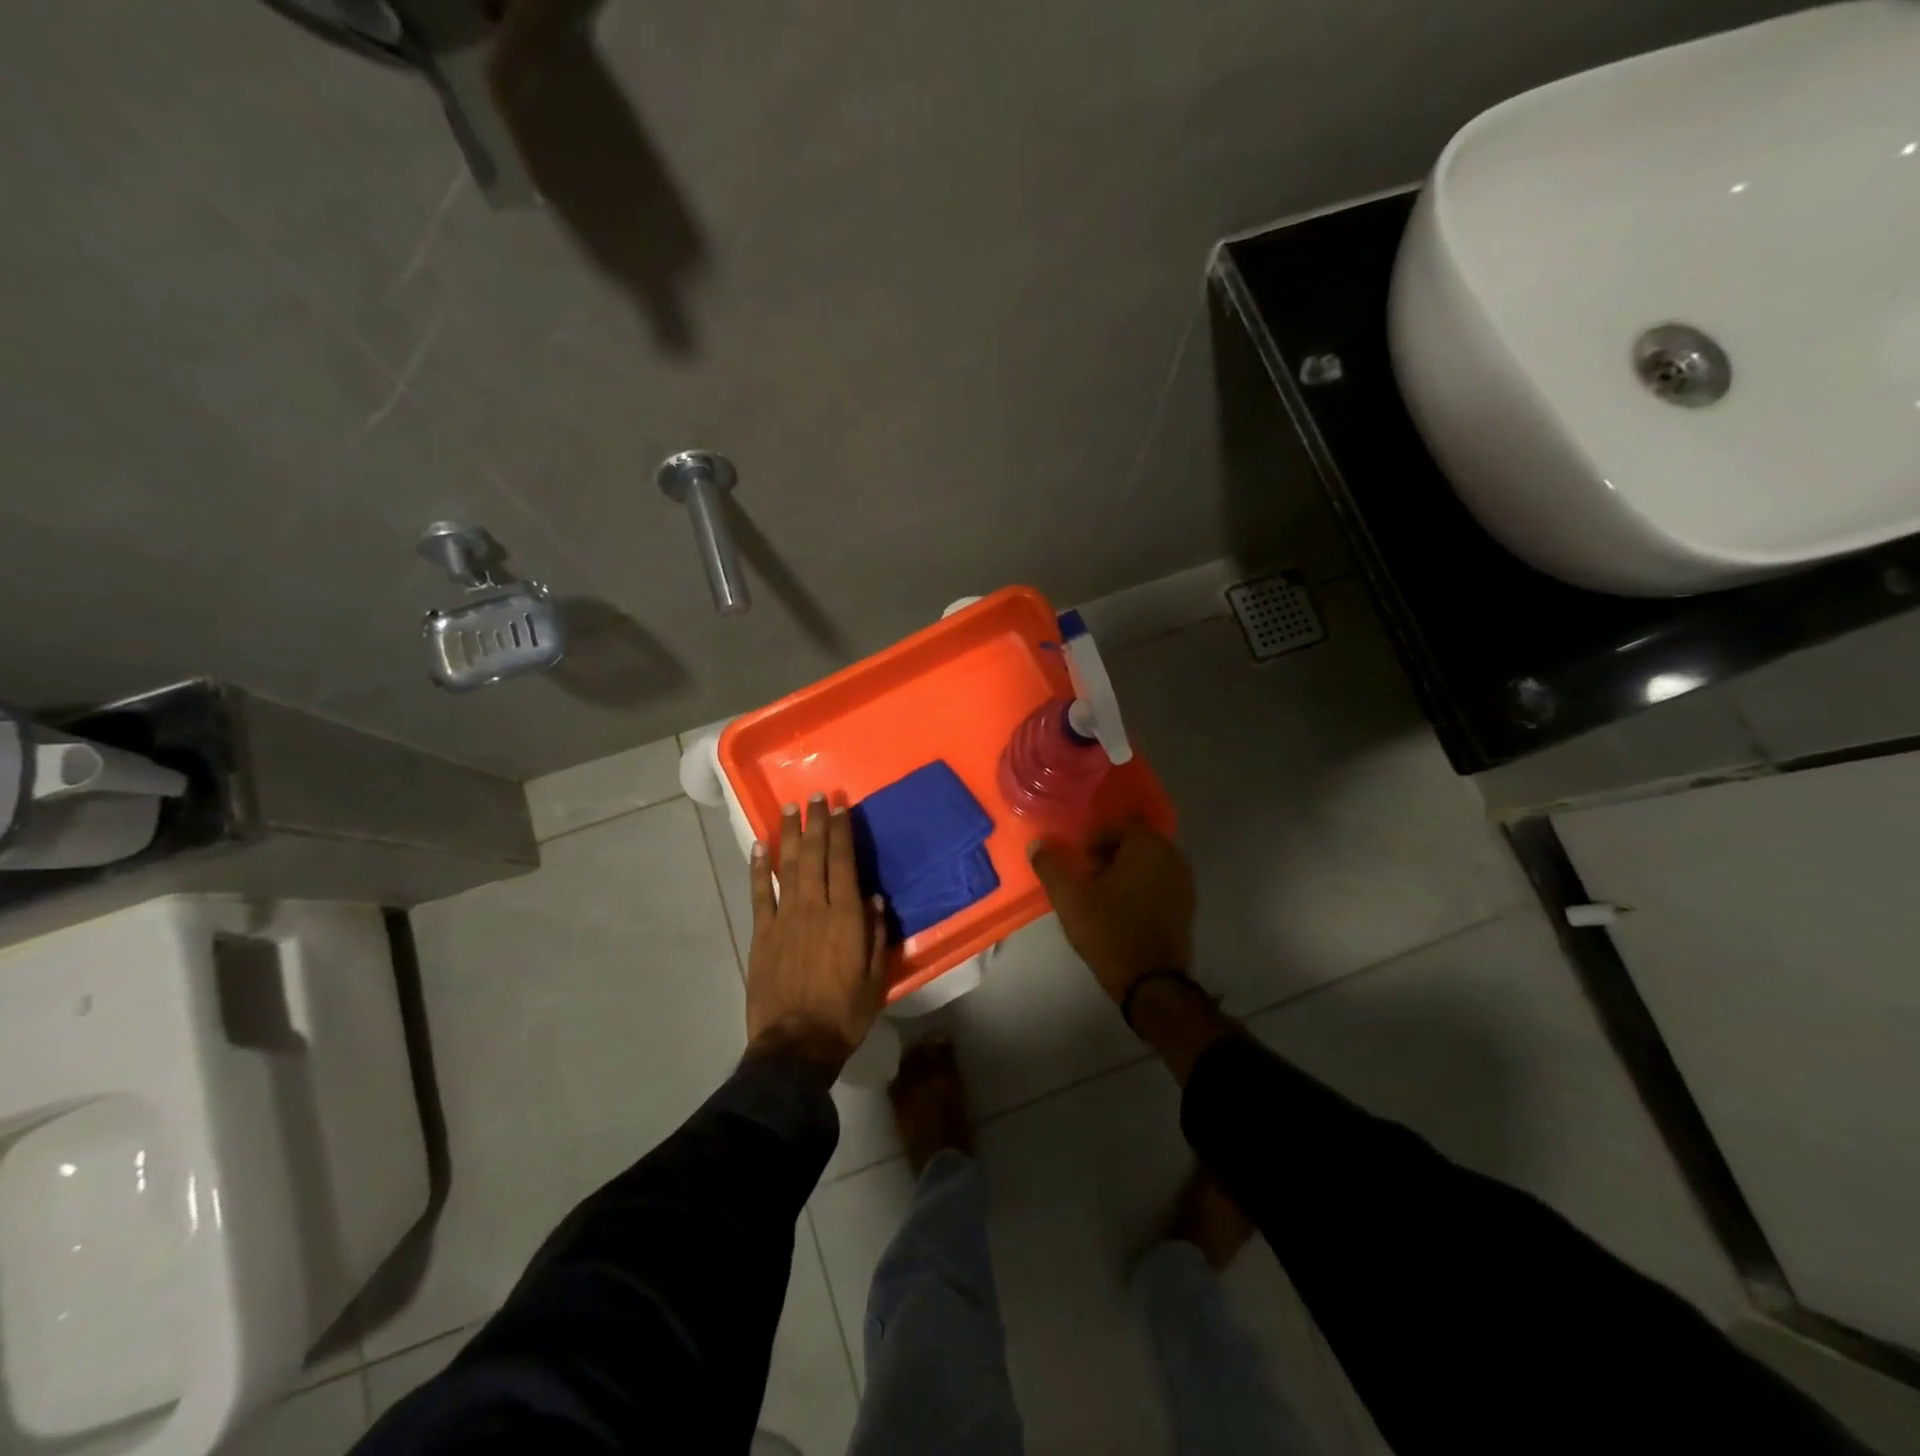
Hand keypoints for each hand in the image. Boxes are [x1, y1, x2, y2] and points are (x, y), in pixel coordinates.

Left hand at [746, 794, 887, 1070]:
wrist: (796, 1045)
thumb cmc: (844, 1013)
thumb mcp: (875, 977)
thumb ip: (875, 934)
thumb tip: (874, 898)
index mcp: (846, 916)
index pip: (844, 862)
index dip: (842, 831)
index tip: (840, 805)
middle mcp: (815, 908)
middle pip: (815, 856)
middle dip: (816, 823)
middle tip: (816, 796)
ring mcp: (784, 918)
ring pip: (788, 867)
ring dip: (790, 835)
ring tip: (790, 808)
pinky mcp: (762, 934)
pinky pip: (760, 894)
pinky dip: (759, 868)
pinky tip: (760, 846)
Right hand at [1029, 822, 1194, 1004]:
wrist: (1152, 983)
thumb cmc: (1110, 931)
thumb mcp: (1070, 898)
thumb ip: (1050, 865)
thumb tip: (1037, 844)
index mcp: (1148, 845)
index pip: (1120, 822)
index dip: (1096, 835)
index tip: (1078, 857)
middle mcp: (1172, 856)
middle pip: (1136, 841)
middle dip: (1110, 852)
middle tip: (1086, 874)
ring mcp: (1184, 882)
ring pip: (1149, 862)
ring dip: (1125, 870)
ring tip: (1100, 894)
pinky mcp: (1187, 907)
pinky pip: (1159, 883)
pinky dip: (1141, 887)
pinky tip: (1121, 909)